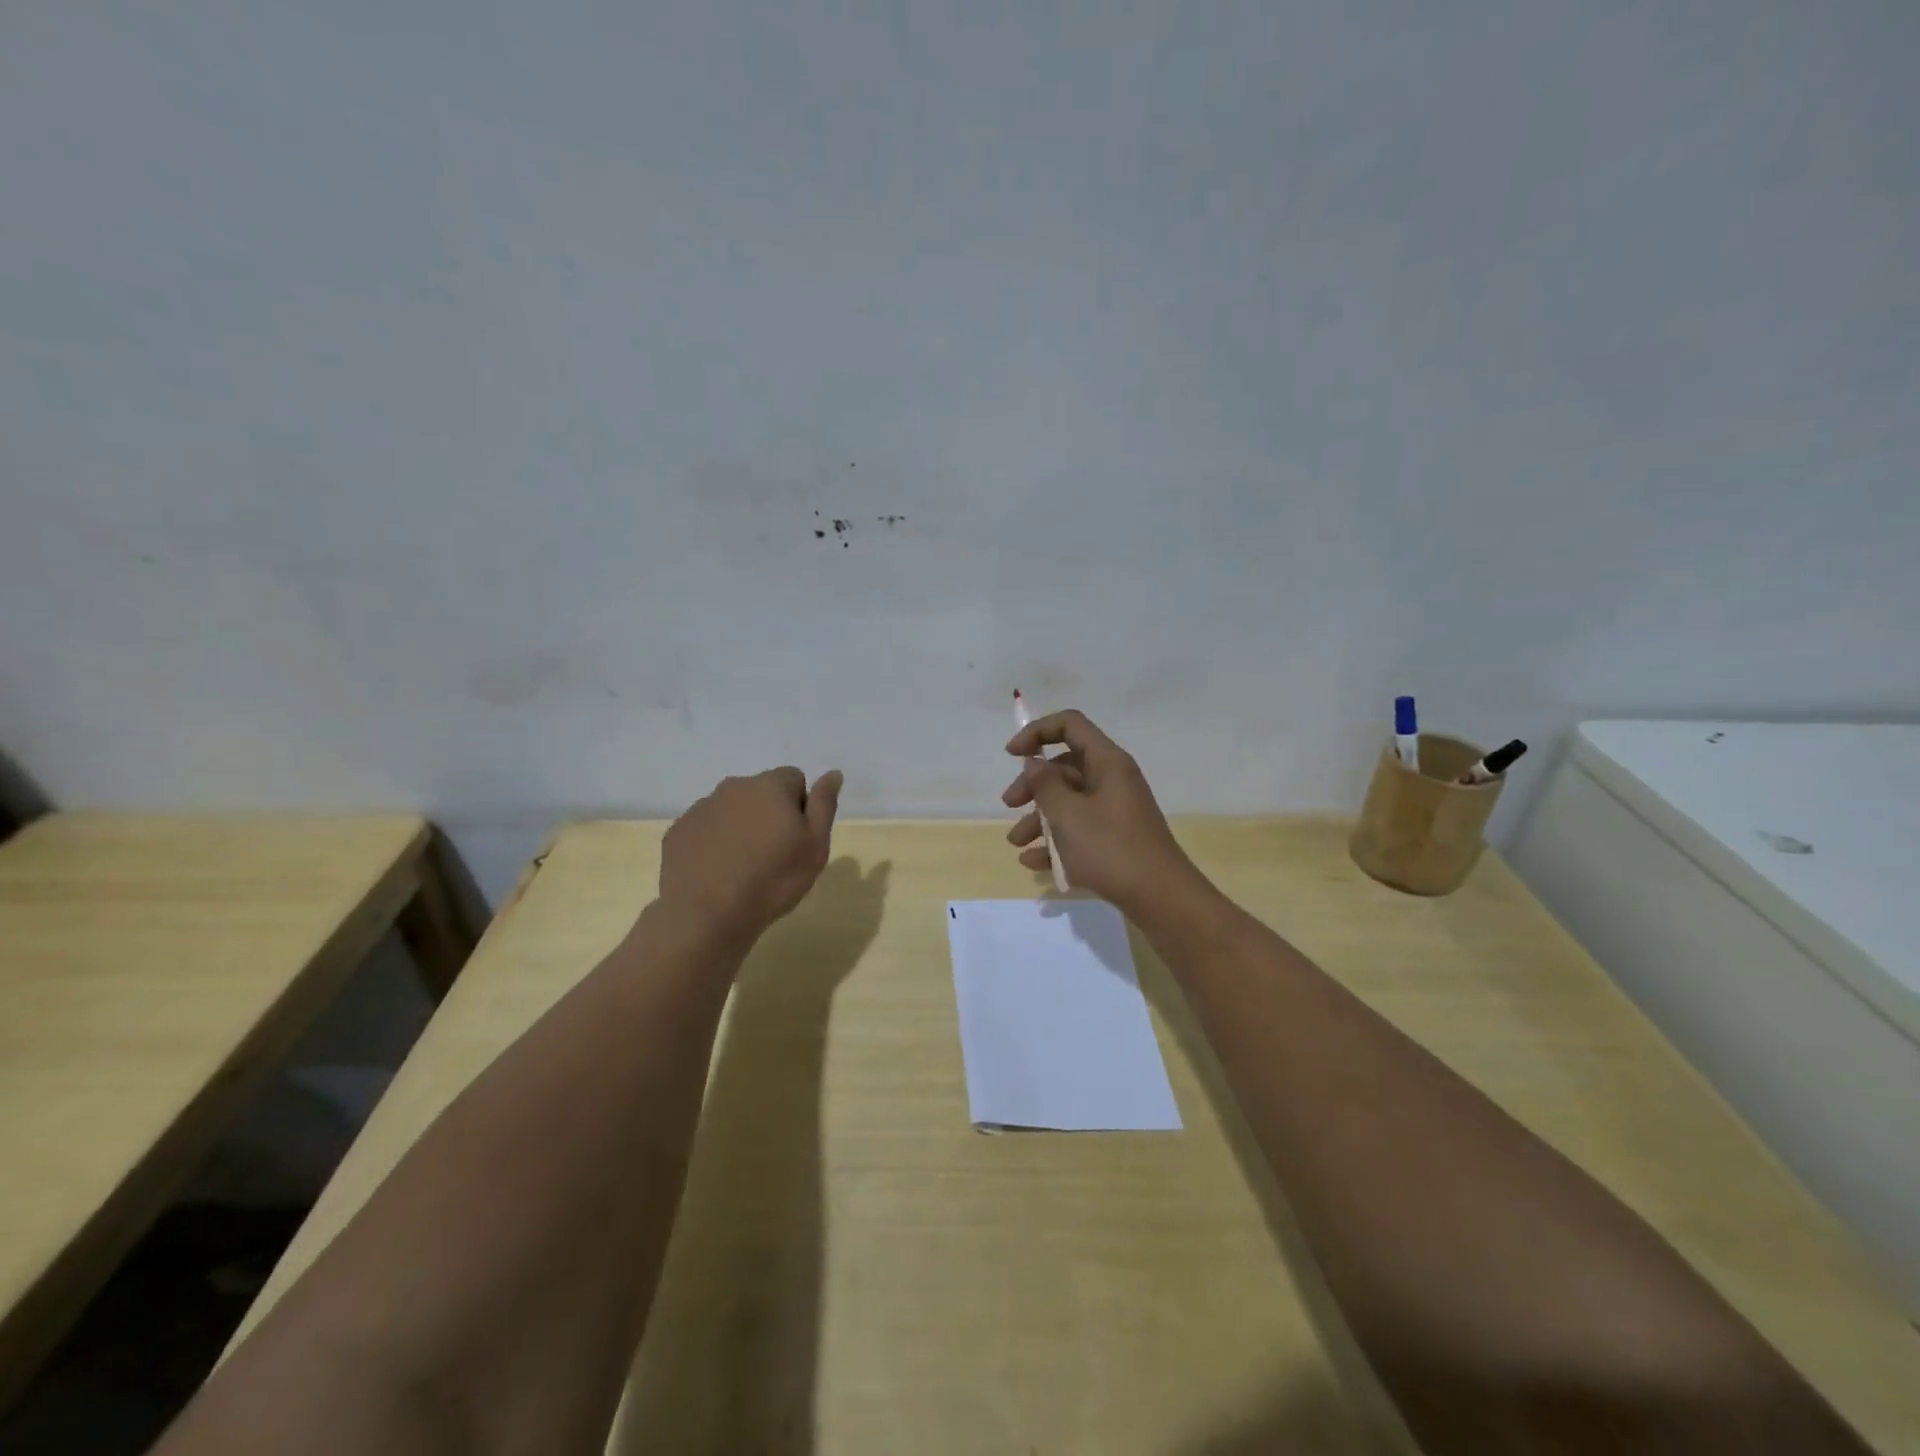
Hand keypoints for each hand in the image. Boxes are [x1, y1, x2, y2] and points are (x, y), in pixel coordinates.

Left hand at [659, 767, 842, 939]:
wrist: (707, 915)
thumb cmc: (773, 880)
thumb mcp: (815, 846)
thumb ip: (824, 804)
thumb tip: (833, 773)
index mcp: (770, 786)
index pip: (794, 778)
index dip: (800, 806)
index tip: (797, 838)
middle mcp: (733, 787)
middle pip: (760, 791)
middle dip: (769, 813)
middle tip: (773, 854)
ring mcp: (701, 808)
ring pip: (731, 809)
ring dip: (741, 826)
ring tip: (744, 866)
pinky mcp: (678, 831)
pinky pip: (705, 828)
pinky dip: (714, 842)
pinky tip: (718, 872)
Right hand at [1002, 710, 1206, 916]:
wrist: (1160, 898)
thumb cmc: (1110, 848)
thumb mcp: (1068, 814)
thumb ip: (1044, 784)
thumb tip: (1034, 763)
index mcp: (1107, 762)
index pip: (1070, 725)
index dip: (1037, 732)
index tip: (1012, 755)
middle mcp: (1113, 779)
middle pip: (1065, 767)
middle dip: (1032, 785)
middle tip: (1009, 805)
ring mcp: (1115, 810)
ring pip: (1069, 802)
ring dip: (1039, 819)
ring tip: (1017, 844)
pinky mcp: (1116, 838)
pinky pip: (1080, 830)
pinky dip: (1056, 842)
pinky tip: (1034, 863)